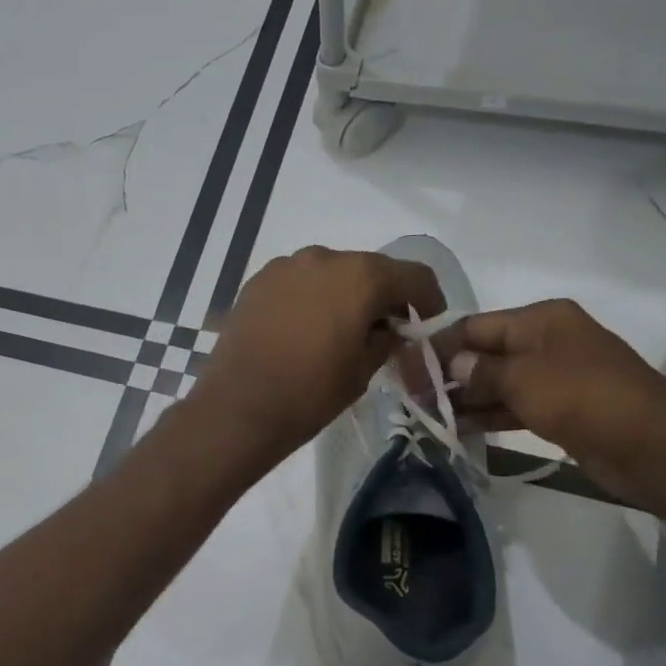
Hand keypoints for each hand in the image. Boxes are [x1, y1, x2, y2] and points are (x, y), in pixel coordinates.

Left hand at [188, 247, 444, 471]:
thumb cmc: (310, 394)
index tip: (427, 322)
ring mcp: (285, 266)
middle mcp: (324, 258)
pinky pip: (298, 282)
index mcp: (361, 277)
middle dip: (382, 296)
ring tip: (340, 330)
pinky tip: (305, 329)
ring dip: (344, 294)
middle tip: (384, 330)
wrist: (238, 408)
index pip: (413, 275)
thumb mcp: (363, 371)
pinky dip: (311, 297)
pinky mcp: (257, 281)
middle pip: (369, 269)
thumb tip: (389, 330)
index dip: (427, 299)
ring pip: (331, 272)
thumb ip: (386, 341)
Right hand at [425, 299, 665, 504]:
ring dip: (463, 398)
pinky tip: (456, 428)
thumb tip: (452, 365)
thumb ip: (481, 371)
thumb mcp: (524, 378)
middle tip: (410, 396)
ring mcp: (554, 377)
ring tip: (425, 415)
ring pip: (496, 383)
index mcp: (541, 320)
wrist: (653, 447)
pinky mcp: (559, 410)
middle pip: (484, 353)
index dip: (439, 345)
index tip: (404, 366)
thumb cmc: (584, 397)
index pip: (475, 326)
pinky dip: (487, 415)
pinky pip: (512, 406)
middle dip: (447, 374)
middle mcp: (546, 342)